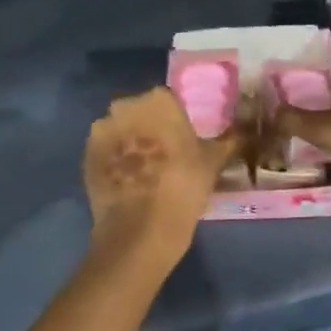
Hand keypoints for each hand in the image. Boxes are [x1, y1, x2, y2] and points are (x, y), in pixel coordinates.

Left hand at [83, 88, 244, 255]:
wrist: (140, 230)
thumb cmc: (184, 186)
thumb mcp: (214, 161)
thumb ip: (228, 141)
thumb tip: (244, 132)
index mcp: (159, 100)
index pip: (169, 101)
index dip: (177, 121)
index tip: (184, 140)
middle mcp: (125, 107)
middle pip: (141, 112)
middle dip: (151, 127)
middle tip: (167, 154)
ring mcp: (101, 132)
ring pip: (121, 130)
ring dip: (131, 143)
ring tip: (146, 170)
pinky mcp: (85, 157)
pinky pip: (106, 152)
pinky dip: (115, 161)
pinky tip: (130, 181)